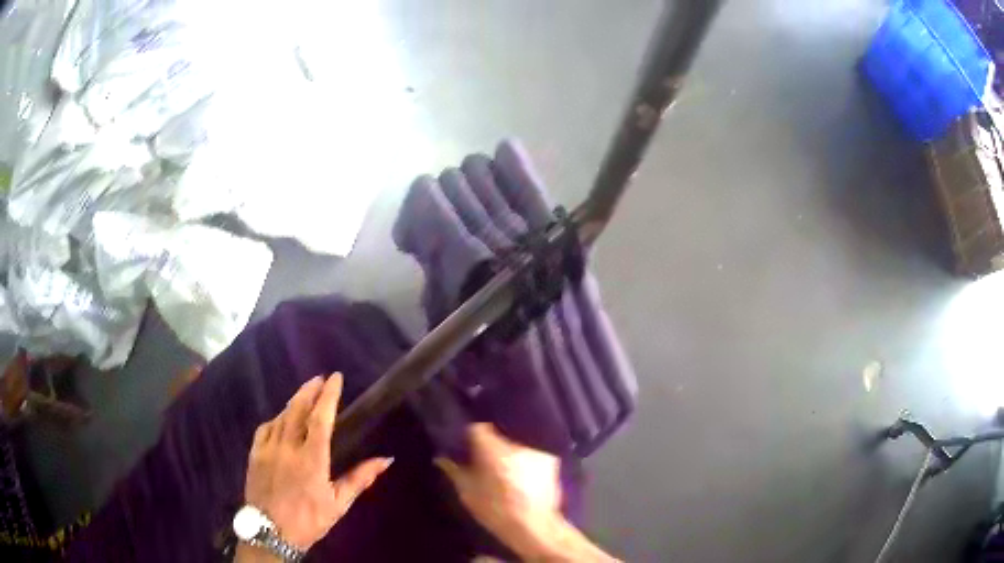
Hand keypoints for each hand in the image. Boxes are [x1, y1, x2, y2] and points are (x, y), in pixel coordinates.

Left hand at [242, 373, 392, 551]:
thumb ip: (360, 479)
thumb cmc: (309, 519)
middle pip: (298, 409)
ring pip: (281, 416)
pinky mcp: (255, 454)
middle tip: (319, 379)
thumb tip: (385, 460)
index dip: (328, 395)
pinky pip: (265, 428)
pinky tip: (281, 419)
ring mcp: (268, 448)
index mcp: (312, 459)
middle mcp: (288, 447)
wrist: (271, 532)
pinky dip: (276, 418)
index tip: (335, 377)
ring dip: (294, 402)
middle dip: (309, 390)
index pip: (321, 418)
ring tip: (304, 395)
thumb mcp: (338, 504)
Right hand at [436, 424, 617, 561]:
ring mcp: (535, 452)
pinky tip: (524, 479)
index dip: (470, 436)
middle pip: (499, 437)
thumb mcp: (467, 493)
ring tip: (506, 473)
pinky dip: (526, 464)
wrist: (534, 526)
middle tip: (485, 464)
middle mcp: (515, 444)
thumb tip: (441, 457)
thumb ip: (454, 471)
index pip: (477, 428)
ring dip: (510, 456)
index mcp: (492, 449)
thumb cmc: (495, 510)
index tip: (467, 447)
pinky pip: (532, 456)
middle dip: (492, 447)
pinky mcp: (550, 461)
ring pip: (516, 447)